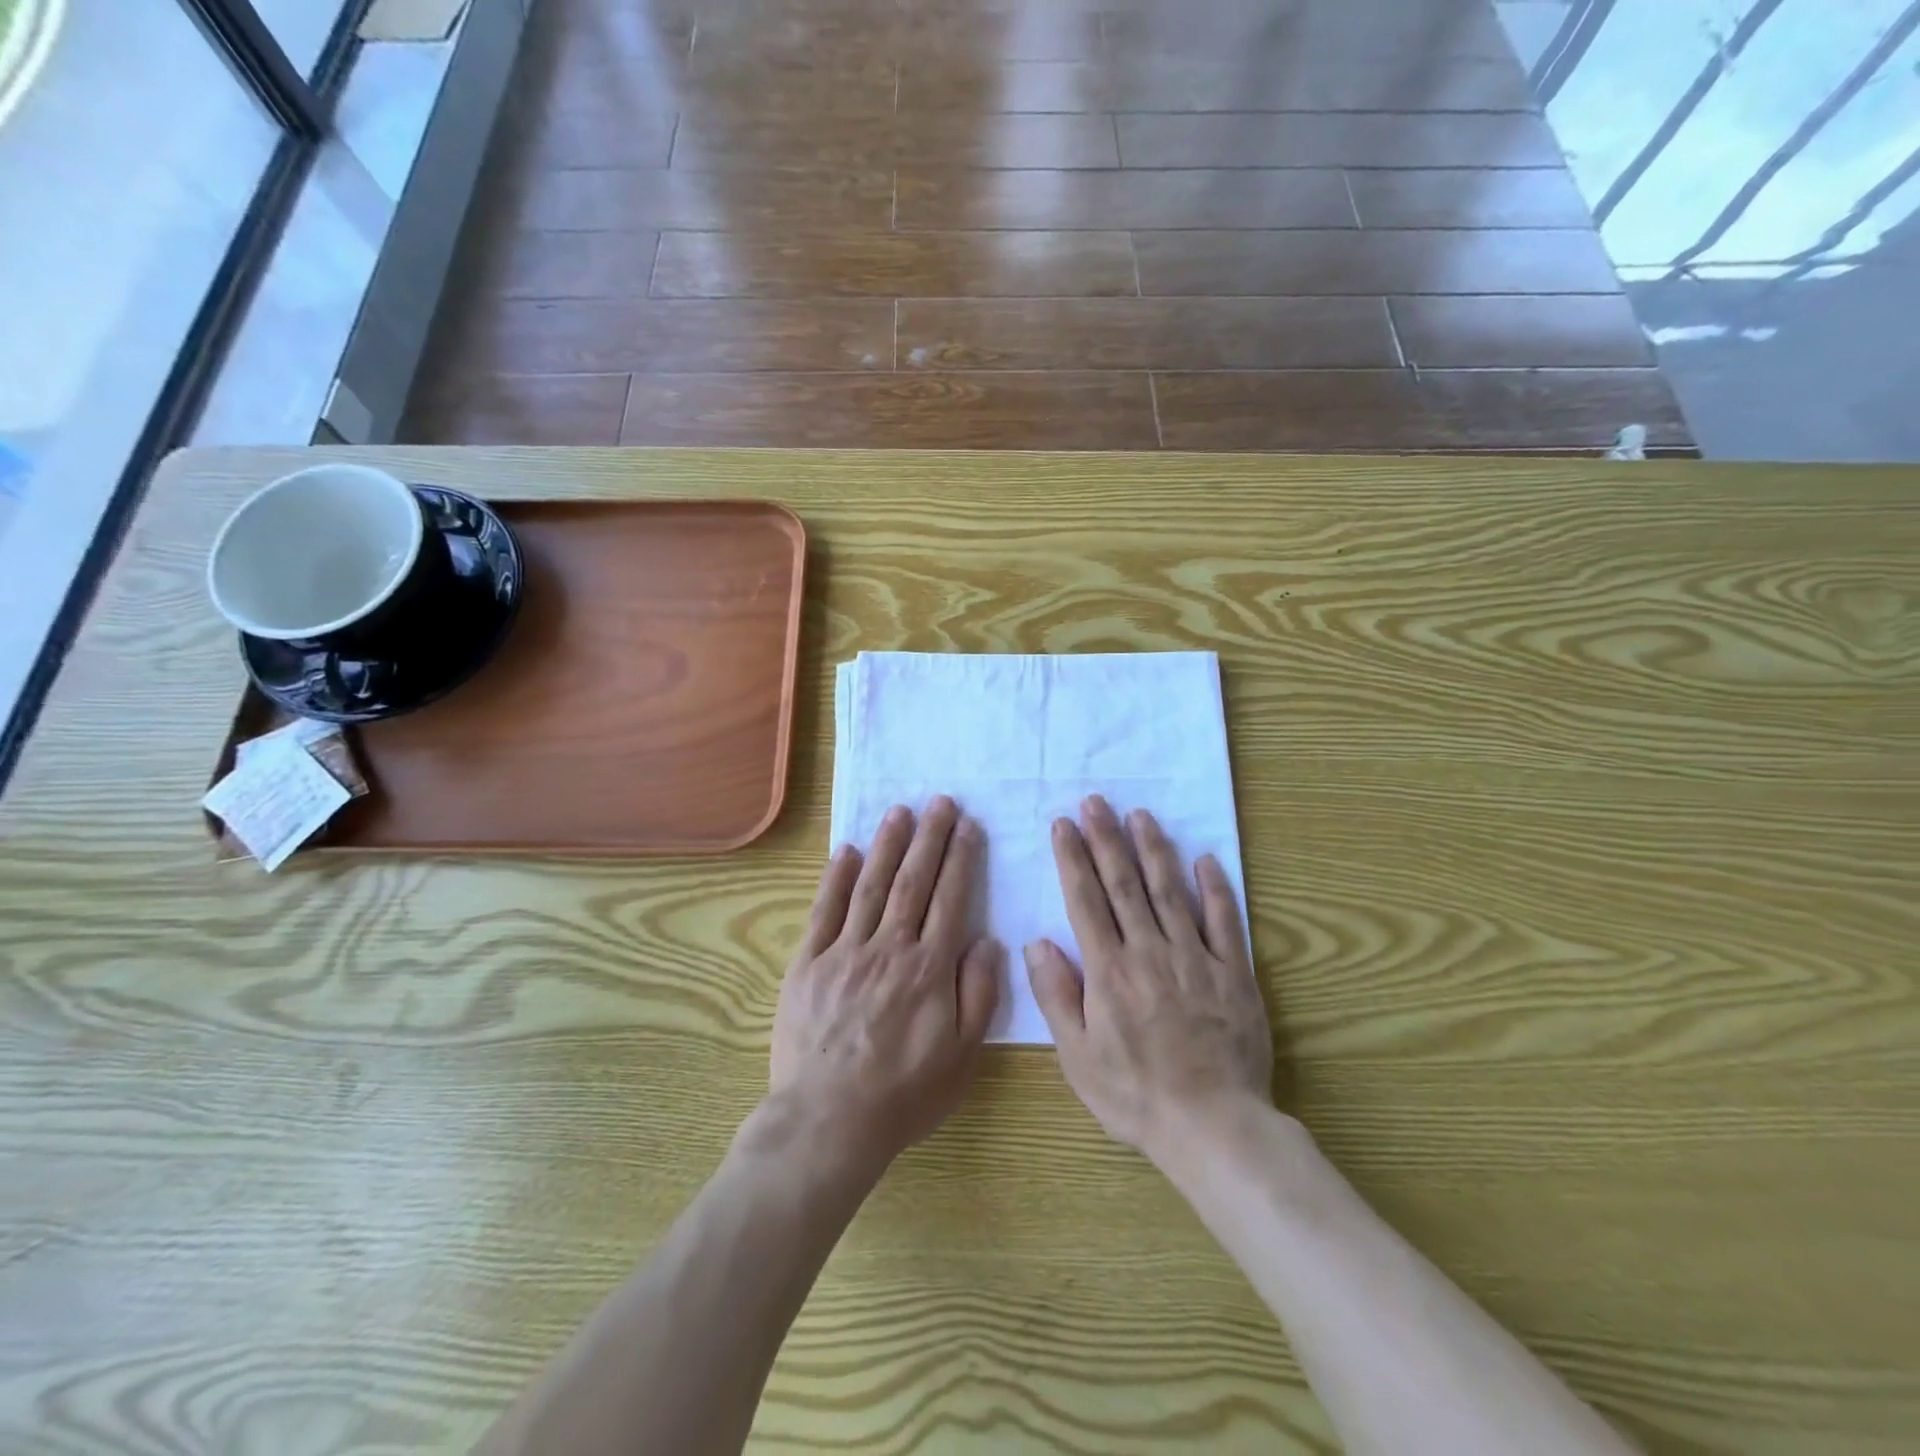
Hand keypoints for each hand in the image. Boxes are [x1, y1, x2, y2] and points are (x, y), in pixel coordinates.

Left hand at [770, 796, 1000, 1171]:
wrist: (829, 1120)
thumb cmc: (904, 1093)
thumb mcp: (961, 1056)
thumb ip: (978, 994)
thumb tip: (986, 940)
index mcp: (929, 968)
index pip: (950, 899)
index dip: (960, 859)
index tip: (967, 826)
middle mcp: (889, 948)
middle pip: (913, 881)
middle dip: (929, 837)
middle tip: (939, 801)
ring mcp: (845, 952)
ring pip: (871, 886)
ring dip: (888, 845)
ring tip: (900, 811)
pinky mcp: (809, 963)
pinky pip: (825, 911)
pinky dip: (837, 878)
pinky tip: (848, 851)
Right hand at [1025, 796, 1272, 1164]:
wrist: (1212, 1126)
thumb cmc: (1134, 1095)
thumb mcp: (1077, 1056)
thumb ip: (1055, 996)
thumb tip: (1036, 942)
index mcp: (1108, 970)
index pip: (1085, 900)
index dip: (1073, 858)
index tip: (1064, 824)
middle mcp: (1149, 951)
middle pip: (1124, 884)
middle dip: (1107, 838)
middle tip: (1097, 802)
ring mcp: (1194, 958)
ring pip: (1170, 891)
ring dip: (1153, 850)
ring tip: (1140, 815)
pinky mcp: (1232, 972)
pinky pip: (1223, 921)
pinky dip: (1215, 888)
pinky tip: (1204, 859)